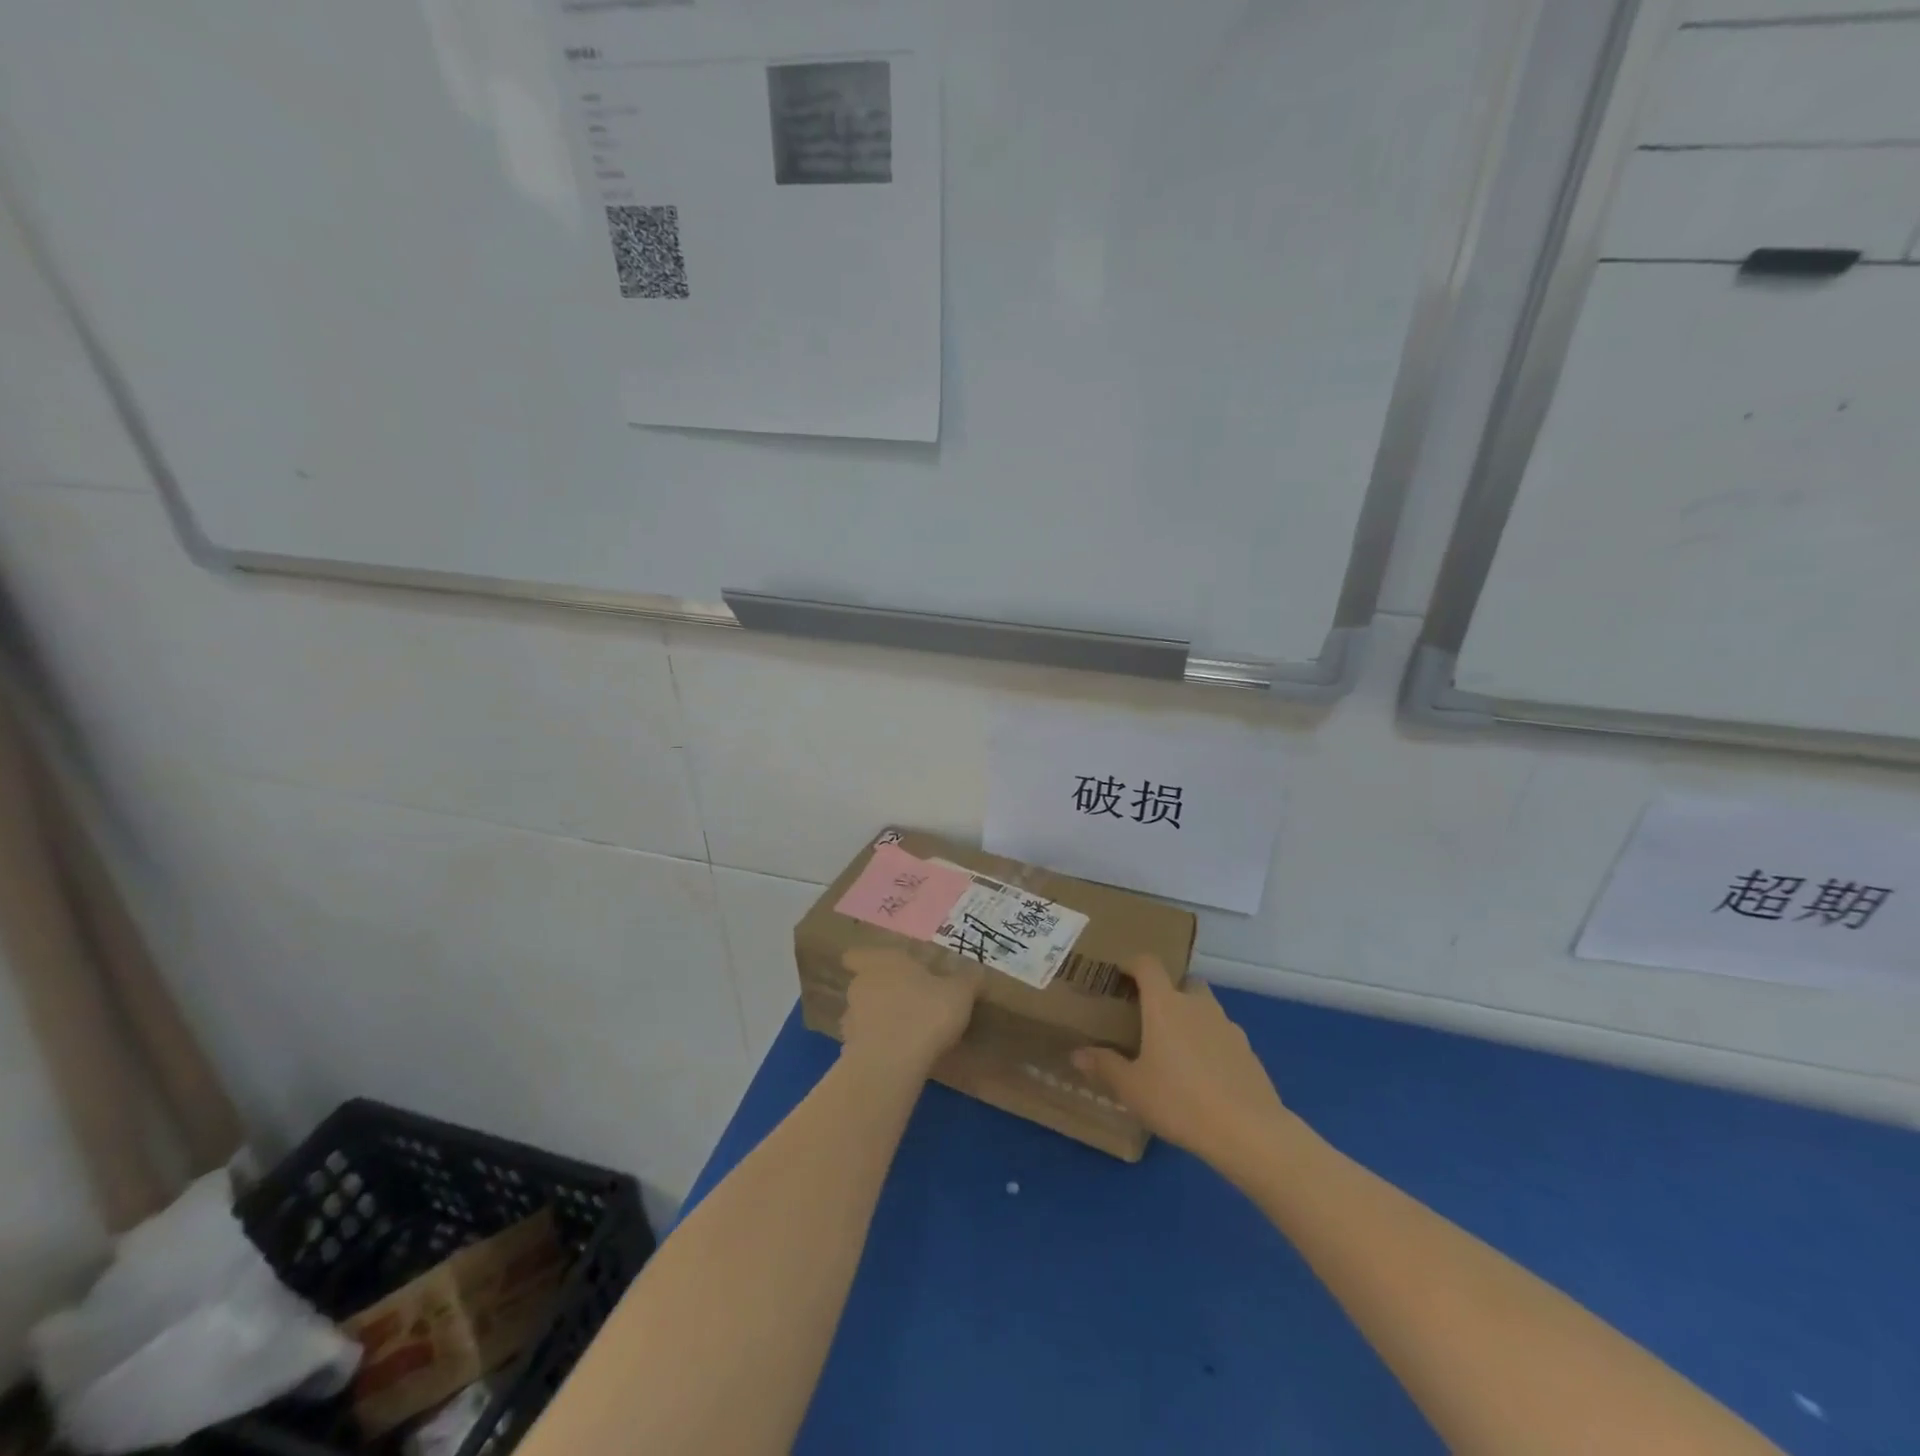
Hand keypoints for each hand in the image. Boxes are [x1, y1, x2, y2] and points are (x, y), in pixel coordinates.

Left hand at [839, 947, 982, 1081]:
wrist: (892, 1063)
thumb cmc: (926, 1013)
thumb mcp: (959, 993)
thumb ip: (967, 980)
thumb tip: (976, 971)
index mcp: (883, 962)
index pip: (857, 955)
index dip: (864, 961)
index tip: (880, 969)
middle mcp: (861, 985)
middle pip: (863, 984)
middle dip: (880, 992)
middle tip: (907, 1001)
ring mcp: (851, 1019)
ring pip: (861, 1014)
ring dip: (877, 1021)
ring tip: (904, 1033)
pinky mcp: (850, 1051)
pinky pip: (864, 1044)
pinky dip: (877, 1048)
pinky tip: (898, 1058)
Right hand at [1073, 957, 1291, 1173]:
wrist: (1248, 1131)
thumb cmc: (1179, 1101)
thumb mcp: (1132, 1088)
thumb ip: (1104, 1066)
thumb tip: (1077, 1054)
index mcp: (1165, 1004)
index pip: (1148, 964)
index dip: (1133, 964)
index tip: (1120, 975)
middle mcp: (1197, 1005)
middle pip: (1183, 982)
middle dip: (1168, 992)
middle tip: (1150, 1017)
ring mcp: (1227, 1026)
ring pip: (1205, 1009)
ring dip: (1190, 1019)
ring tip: (1175, 1050)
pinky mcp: (1248, 1051)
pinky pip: (1222, 1036)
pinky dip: (1210, 1044)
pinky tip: (1203, 1076)